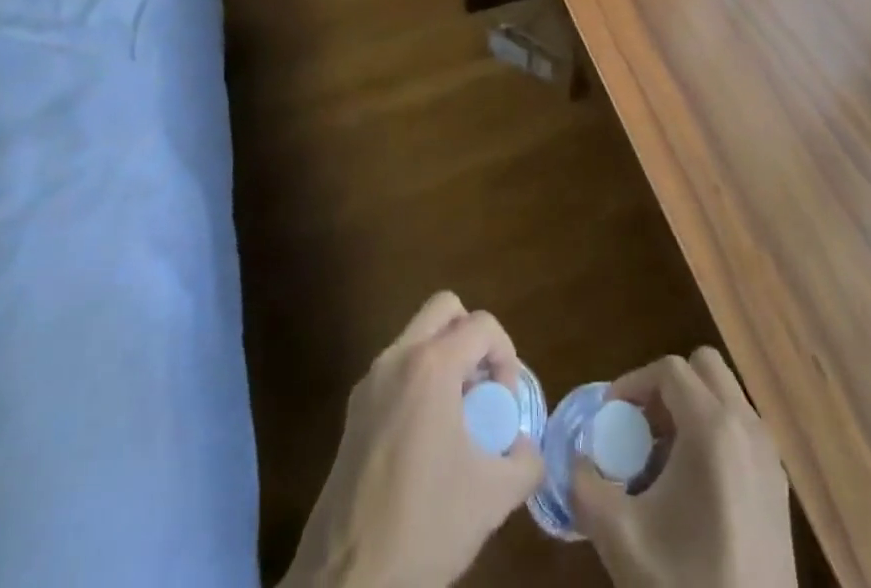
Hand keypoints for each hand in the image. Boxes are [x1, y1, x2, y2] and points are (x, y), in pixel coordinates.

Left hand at [280, 292, 545, 587]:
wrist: (346, 583)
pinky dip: (420, 383)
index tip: (504, 406)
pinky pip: (397, 370)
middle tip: (482, 389)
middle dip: (472, 339)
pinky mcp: (353, 412)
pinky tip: (427, 442)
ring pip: (417, 337)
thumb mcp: (492, 497)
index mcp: (431, 366)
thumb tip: (525, 447)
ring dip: (446, 360)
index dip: (506, 357)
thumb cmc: (424, 526)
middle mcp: (396, 358)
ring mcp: (369, 383)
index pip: (482, 325)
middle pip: (445, 309)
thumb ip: (525, 461)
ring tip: (458, 420)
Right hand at [571, 348, 794, 587]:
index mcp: (712, 427)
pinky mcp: (779, 484)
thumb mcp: (621, 538)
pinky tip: (693, 488)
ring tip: (663, 458)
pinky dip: (715, 434)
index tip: (610, 414)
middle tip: (641, 426)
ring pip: (726, 396)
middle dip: (668, 387)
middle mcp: (747, 426)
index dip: (634, 383)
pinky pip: (742, 429)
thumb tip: (576, 459)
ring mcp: (769, 454)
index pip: (669, 370)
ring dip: (692, 409)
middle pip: (705, 368)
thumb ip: (585, 487)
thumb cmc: (685, 584)